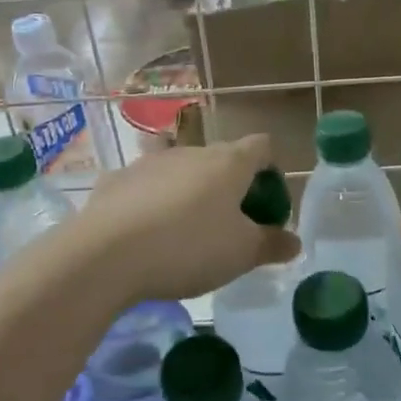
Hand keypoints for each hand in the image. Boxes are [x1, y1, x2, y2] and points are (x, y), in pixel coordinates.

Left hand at [78, 136, 300, 301]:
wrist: (107, 255)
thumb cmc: (189, 248)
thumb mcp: (241, 254)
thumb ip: (271, 244)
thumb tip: (293, 241)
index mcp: (228, 163)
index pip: (262, 146)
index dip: (271, 170)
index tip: (267, 204)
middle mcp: (191, 151)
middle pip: (220, 156)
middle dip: (229, 183)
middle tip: (230, 223)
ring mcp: (149, 162)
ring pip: (177, 163)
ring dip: (185, 185)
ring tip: (183, 220)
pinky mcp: (115, 179)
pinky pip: (141, 183)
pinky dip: (148, 198)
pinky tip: (142, 227)